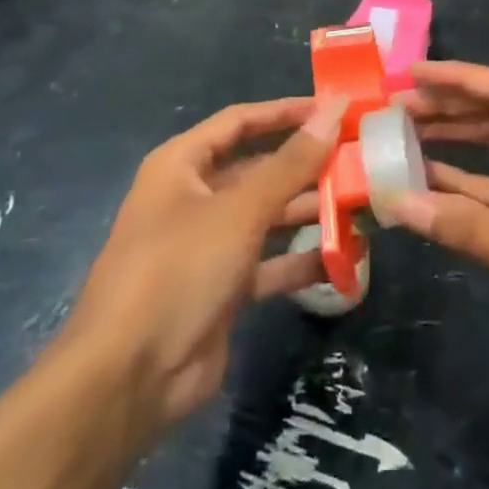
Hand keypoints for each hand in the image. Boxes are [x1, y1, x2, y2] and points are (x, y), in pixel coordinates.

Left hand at [63, 98, 340, 435]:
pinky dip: (300, 261)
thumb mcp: (239, 211)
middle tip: (357, 162)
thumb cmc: (179, 269)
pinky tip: (343, 259)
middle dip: (305, 166)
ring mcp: (207, 246)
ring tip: (359, 206)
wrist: (130, 378)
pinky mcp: (222, 289)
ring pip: (266, 217)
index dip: (285, 112)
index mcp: (181, 165)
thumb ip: (291, 163)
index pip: (240, 122)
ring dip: (308, 212)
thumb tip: (333, 112)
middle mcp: (193, 198)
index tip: (332, 110)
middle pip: (257, 170)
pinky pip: (268, 264)